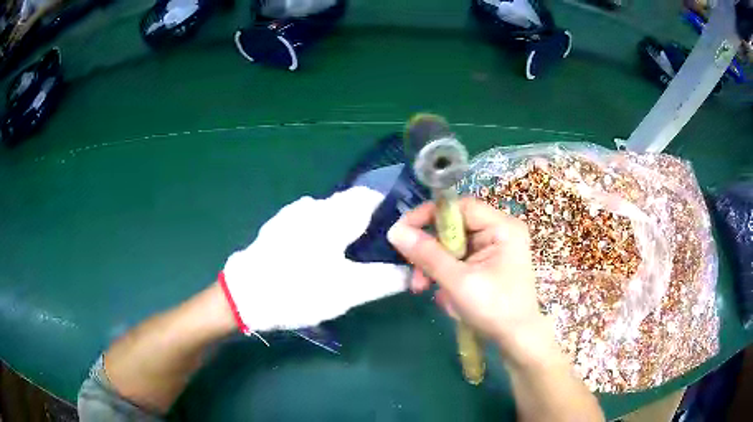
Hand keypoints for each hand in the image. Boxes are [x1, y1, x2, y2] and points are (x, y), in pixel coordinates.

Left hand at [220, 187, 408, 333]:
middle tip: (375, 256)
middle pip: (351, 205)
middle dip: (367, 225)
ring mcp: (292, 214)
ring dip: (344, 230)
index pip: (372, 197)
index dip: (389, 212)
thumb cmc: (300, 289)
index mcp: (334, 214)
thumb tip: (413, 273)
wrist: (245, 296)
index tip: (398, 236)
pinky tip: (318, 260)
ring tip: (347, 261)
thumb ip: (385, 279)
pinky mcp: (278, 227)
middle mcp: (314, 205)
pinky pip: (310, 223)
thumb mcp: (348, 290)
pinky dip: (323, 235)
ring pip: (329, 214)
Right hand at [386, 198, 547, 353]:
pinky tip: (443, 295)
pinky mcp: (488, 264)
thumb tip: (396, 231)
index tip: (403, 231)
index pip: (460, 207)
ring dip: (434, 267)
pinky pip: (459, 260)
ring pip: (453, 246)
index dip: (429, 215)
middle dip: (430, 251)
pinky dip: (446, 275)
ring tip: (423, 288)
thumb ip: (428, 255)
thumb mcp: (458, 282)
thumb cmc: (494, 309)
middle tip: (414, 273)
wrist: (517, 340)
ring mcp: (494, 249)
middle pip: (454, 228)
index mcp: (502, 228)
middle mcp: (500, 232)